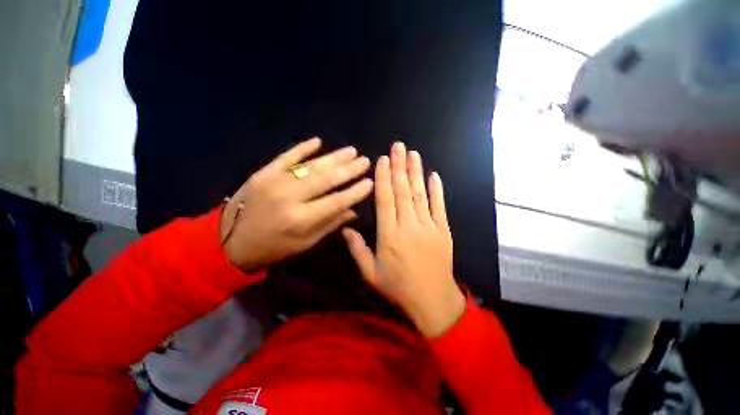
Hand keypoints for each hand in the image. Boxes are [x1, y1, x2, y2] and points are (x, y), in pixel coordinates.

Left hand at [221, 137, 372, 270]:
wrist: (229, 241)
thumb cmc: (273, 247)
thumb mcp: (304, 243)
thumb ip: (330, 225)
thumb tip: (353, 211)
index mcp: (301, 219)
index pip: (336, 201)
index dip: (355, 192)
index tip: (370, 183)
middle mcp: (290, 197)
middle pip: (326, 179)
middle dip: (349, 169)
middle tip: (365, 160)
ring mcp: (275, 181)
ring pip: (311, 166)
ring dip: (333, 157)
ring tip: (351, 150)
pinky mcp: (263, 172)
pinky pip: (286, 156)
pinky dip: (302, 148)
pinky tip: (318, 141)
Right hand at [342, 142, 464, 337]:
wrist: (432, 300)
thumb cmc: (398, 287)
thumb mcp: (371, 273)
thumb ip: (357, 249)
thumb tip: (345, 228)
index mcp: (389, 236)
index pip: (385, 200)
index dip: (383, 178)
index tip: (382, 160)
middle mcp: (409, 226)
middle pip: (403, 191)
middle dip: (399, 167)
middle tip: (398, 146)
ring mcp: (429, 227)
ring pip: (420, 194)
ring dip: (416, 172)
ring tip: (413, 154)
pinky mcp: (443, 230)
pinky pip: (440, 206)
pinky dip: (437, 190)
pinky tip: (434, 175)